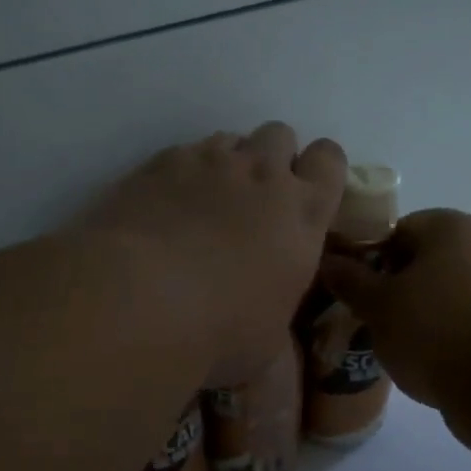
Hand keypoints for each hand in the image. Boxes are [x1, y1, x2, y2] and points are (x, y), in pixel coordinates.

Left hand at [79, 123, 346, 385]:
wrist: (141, 303)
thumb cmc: (220, 333)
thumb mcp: (270, 336)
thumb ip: (278, 305)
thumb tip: (269, 314)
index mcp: (302, 214)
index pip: (329, 159)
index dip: (318, 169)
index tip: (303, 194)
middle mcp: (262, 175)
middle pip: (280, 135)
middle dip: (271, 158)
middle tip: (253, 199)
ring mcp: (209, 162)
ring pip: (230, 139)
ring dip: (226, 163)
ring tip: (205, 202)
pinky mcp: (161, 163)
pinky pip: (183, 152)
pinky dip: (181, 172)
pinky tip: (164, 207)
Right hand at [318, 208, 470, 410]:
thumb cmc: (435, 330)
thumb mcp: (379, 306)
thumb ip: (351, 281)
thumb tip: (329, 261)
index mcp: (452, 226)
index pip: (398, 230)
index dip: (371, 259)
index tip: (358, 292)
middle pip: (427, 261)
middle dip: (399, 288)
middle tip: (375, 321)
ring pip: (451, 292)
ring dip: (426, 313)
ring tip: (403, 347)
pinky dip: (454, 334)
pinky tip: (437, 362)